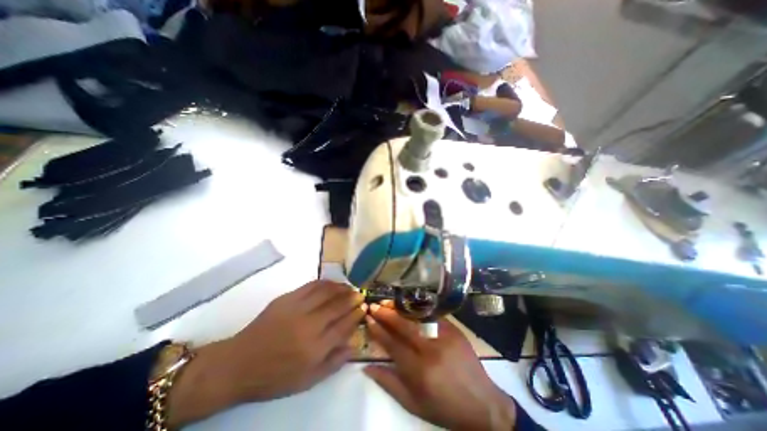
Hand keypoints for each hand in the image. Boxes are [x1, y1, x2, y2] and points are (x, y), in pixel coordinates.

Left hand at [167, 281, 363, 424]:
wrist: (239, 363)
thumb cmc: (275, 376)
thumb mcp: (307, 380)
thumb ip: (334, 362)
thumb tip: (354, 344)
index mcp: (315, 348)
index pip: (344, 325)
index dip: (356, 314)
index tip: (364, 307)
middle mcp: (310, 325)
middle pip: (338, 306)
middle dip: (353, 298)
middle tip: (360, 294)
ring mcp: (298, 308)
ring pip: (327, 292)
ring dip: (341, 288)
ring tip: (349, 287)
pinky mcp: (287, 298)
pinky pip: (311, 285)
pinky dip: (325, 283)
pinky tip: (331, 283)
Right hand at [363, 303, 514, 430]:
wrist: (482, 404)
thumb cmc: (444, 407)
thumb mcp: (413, 404)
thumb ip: (389, 383)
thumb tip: (366, 366)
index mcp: (419, 370)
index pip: (392, 344)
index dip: (378, 330)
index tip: (368, 319)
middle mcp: (431, 349)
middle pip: (403, 325)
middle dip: (386, 313)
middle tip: (374, 305)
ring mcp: (445, 336)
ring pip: (417, 317)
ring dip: (401, 308)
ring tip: (388, 302)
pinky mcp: (454, 330)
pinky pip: (433, 316)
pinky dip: (418, 310)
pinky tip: (409, 306)